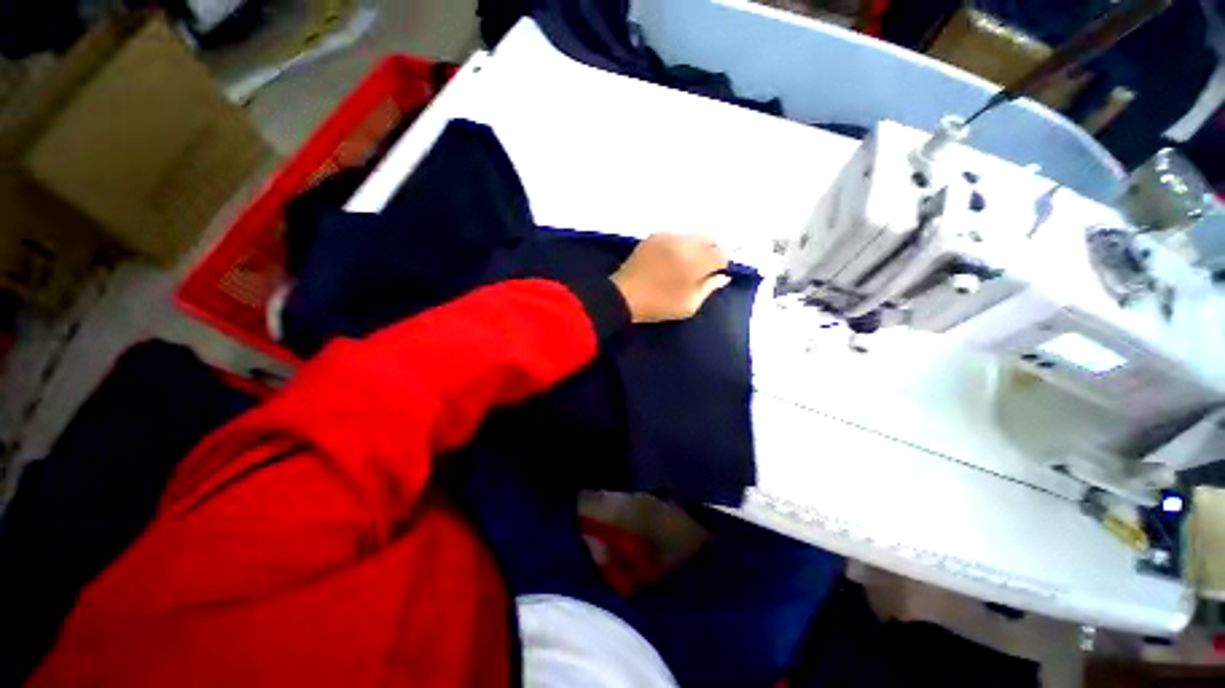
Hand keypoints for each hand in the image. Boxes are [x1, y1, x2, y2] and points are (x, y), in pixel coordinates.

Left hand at [611, 234, 730, 323]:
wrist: (623, 296)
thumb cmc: (658, 305)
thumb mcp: (688, 305)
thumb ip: (709, 288)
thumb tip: (723, 277)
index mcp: (694, 262)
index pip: (720, 255)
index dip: (720, 266)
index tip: (712, 275)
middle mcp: (684, 244)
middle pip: (709, 239)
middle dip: (711, 251)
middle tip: (702, 268)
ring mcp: (667, 237)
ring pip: (692, 236)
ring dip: (696, 247)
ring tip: (685, 264)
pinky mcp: (654, 236)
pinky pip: (676, 235)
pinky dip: (680, 244)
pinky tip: (671, 259)